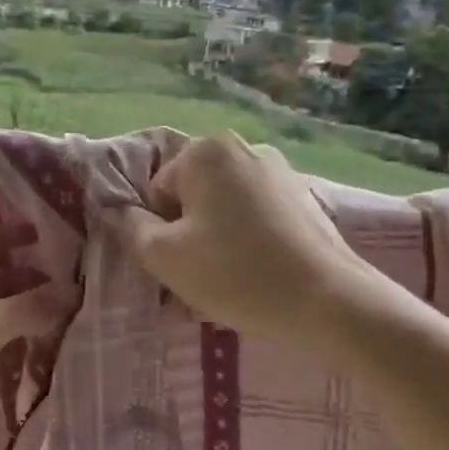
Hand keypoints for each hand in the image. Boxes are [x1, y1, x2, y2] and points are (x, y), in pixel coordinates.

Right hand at [116, 132, 403, 343]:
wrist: (328, 301)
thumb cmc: (235, 272)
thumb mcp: (164, 256)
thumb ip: (131, 228)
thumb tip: (120, 211)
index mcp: (205, 152)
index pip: (158, 193)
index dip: (160, 233)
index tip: (177, 266)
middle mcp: (243, 149)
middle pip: (193, 199)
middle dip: (188, 237)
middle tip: (198, 279)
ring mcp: (280, 171)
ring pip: (225, 211)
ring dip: (216, 243)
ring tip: (228, 285)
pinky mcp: (305, 198)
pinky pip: (257, 219)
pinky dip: (249, 244)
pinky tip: (258, 278)